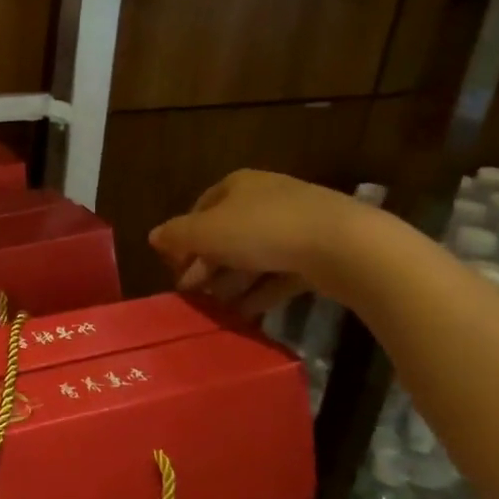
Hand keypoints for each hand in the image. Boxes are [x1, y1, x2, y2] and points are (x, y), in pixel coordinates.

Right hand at [148, 171, 369, 316]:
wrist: (345, 246)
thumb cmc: (262, 230)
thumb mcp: (205, 232)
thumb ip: (175, 235)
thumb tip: (153, 236)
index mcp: (237, 185)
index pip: (199, 209)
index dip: (182, 238)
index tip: (174, 268)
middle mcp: (265, 199)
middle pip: (225, 234)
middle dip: (205, 264)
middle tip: (191, 293)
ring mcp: (296, 225)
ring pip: (252, 256)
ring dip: (231, 282)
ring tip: (215, 308)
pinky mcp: (319, 253)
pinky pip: (279, 273)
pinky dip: (259, 292)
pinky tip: (244, 314)